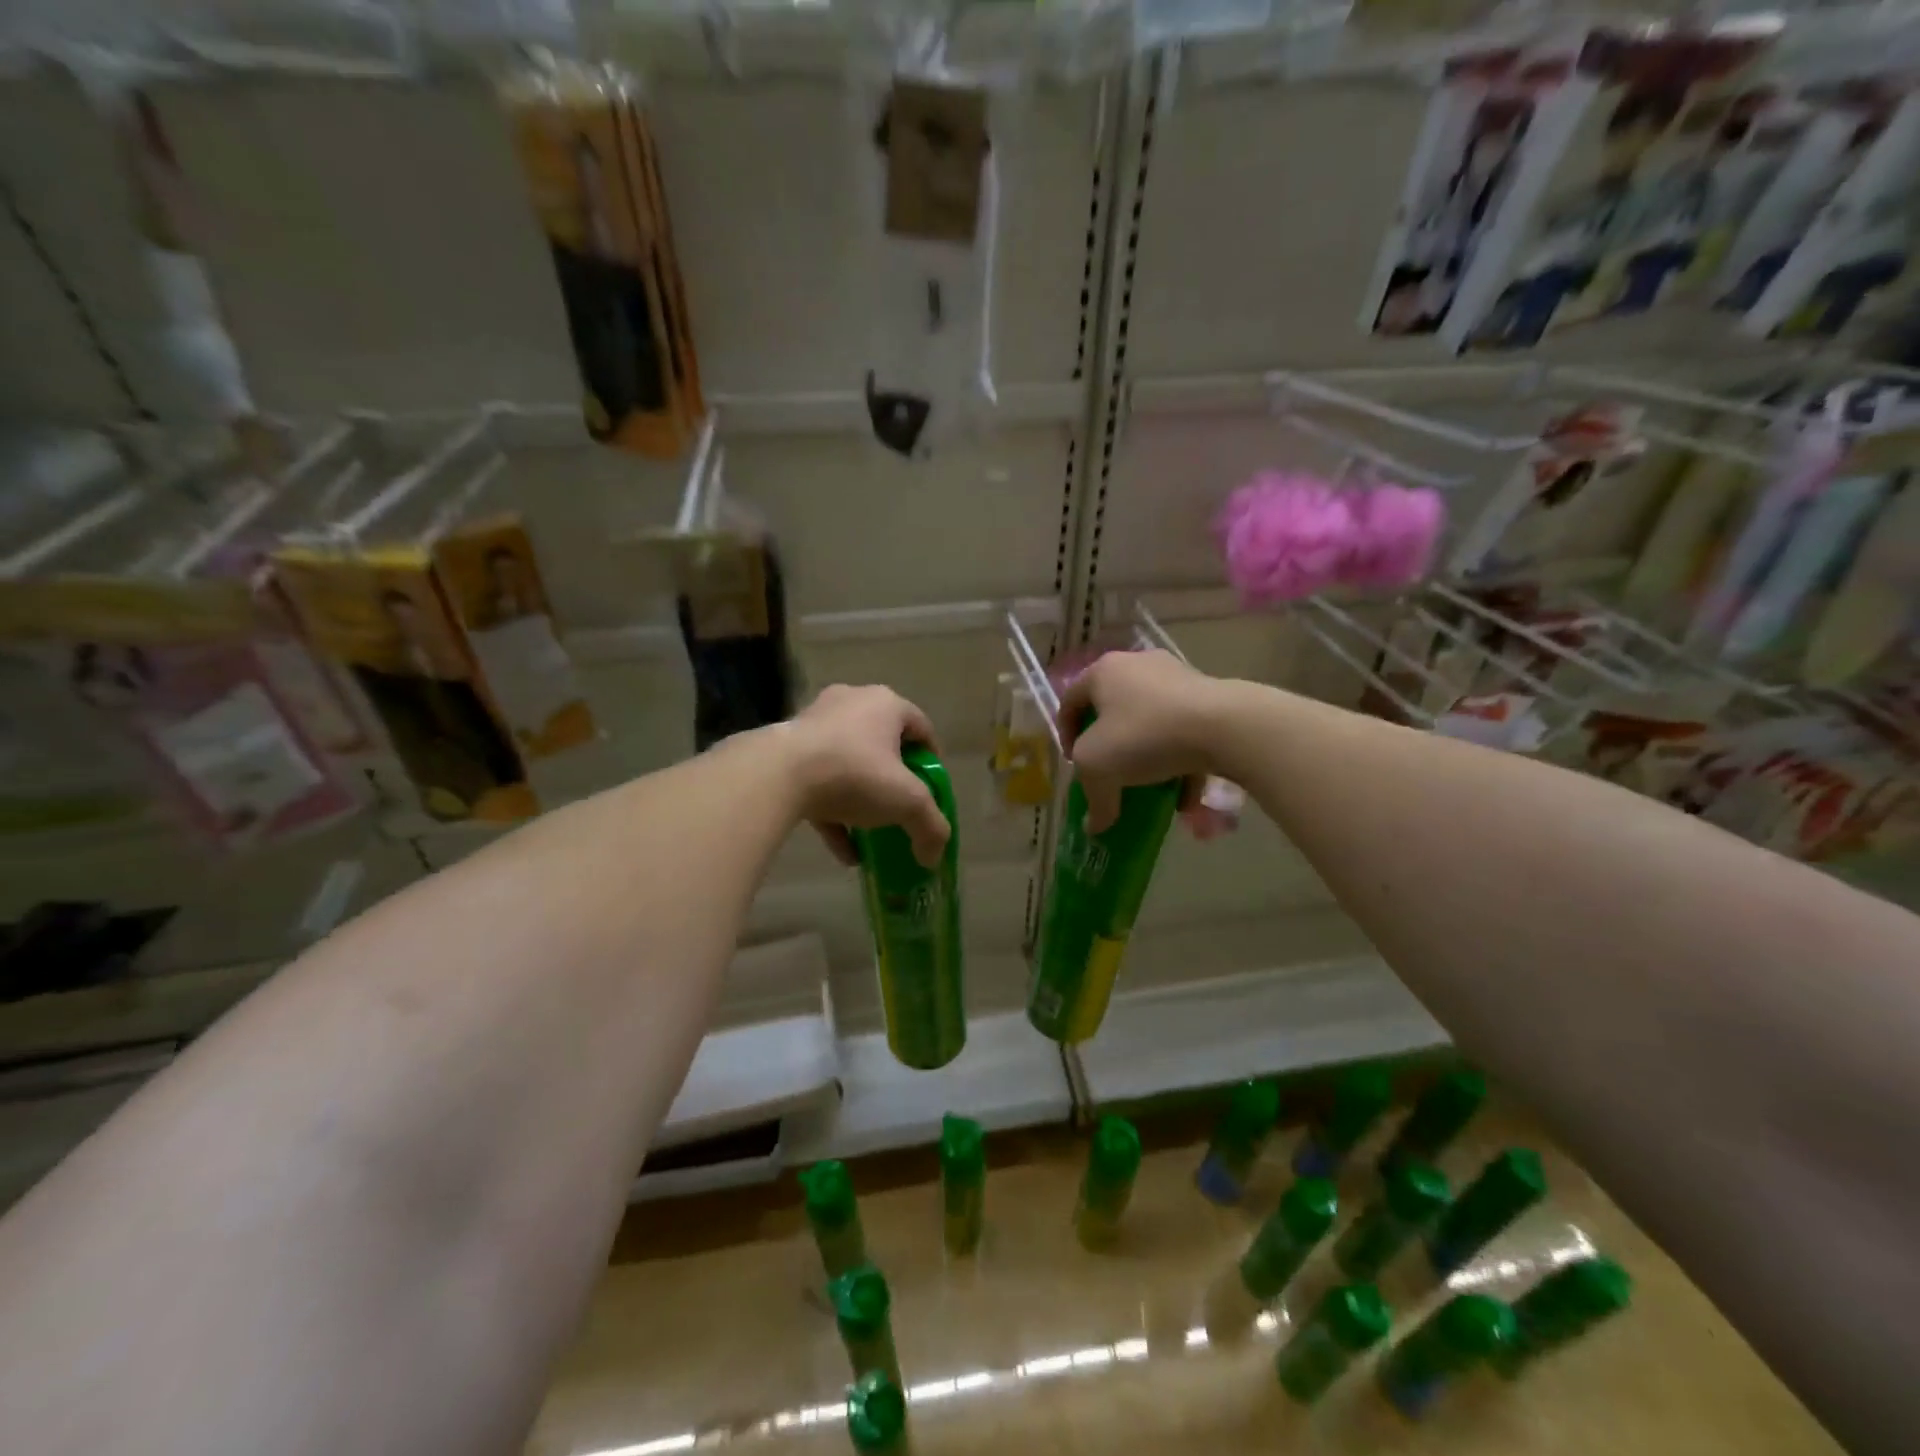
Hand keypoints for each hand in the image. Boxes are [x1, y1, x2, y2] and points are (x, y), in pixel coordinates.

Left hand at [785, 685, 950, 868]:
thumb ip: (930, 826)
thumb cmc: (854, 774)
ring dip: (862, 800)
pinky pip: (818, 781)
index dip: (931, 761)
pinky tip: (844, 852)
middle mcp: (851, 703)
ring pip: (848, 763)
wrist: (776, 775)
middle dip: (894, 779)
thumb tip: (935, 856)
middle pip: (883, 744)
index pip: (921, 728)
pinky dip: (833, 812)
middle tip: (901, 807)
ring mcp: (814, 724)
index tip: (932, 791)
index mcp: (886, 703)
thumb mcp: (907, 802)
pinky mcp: (786, 749)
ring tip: (871, 834)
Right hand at [1058, 650, 1231, 832]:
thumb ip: (1093, 798)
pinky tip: (1184, 796)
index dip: (1066, 736)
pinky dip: (1180, 760)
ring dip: (1147, 758)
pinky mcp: (1209, 696)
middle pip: (1112, 711)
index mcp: (1103, 672)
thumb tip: (1094, 827)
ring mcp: (1177, 677)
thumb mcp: (1098, 769)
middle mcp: (1138, 665)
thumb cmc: (1144, 736)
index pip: (1070, 702)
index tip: (1075, 765)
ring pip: (1151, 723)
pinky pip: (1183, 730)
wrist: (1224, 726)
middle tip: (1110, 775)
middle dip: (1110, 749)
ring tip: (1149, 789)